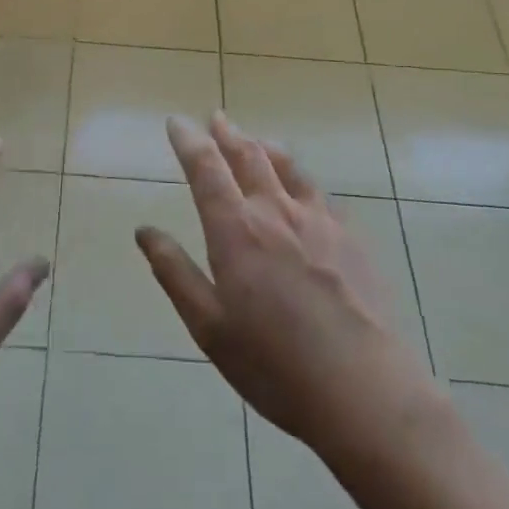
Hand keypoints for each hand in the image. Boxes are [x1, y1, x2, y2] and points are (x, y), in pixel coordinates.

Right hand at [136, 112, 440, 458]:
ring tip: (255, 141)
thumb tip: (144, 231)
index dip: (188, 140)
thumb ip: (175, 272)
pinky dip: (300, 179)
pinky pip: (320, 194)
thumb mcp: (209, 326)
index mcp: (236, 230)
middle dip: (227, 134)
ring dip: (265, 148)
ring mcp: (319, 221)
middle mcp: (276, 212)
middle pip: (248, 157)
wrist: (363, 390)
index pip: (206, 168)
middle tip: (216, 118)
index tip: (176, 122)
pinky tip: (303, 189)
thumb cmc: (273, 364)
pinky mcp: (351, 238)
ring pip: (288, 167)